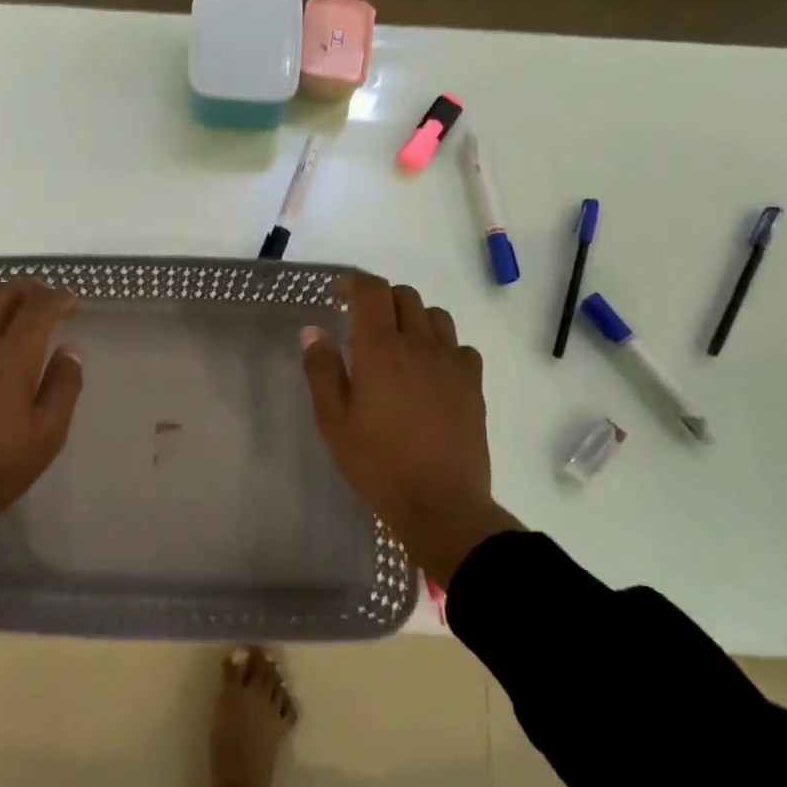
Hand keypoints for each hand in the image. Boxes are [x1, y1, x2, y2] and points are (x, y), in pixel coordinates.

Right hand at [300, 273, 523, 584]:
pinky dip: (442, 346)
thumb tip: (313, 331)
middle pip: (405, 296)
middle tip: (362, 323)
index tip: (338, 294)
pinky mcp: (473, 384)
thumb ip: (322, 370)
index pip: (371, 291)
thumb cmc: (377, 462)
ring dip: (412, 318)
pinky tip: (430, 371)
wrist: (440, 503)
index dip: (353, 283)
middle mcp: (419, 344)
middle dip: (381, 300)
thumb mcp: (333, 420)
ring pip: (435, 316)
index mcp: (380, 349)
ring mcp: (451, 363)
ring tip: (397, 344)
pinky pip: (459, 346)